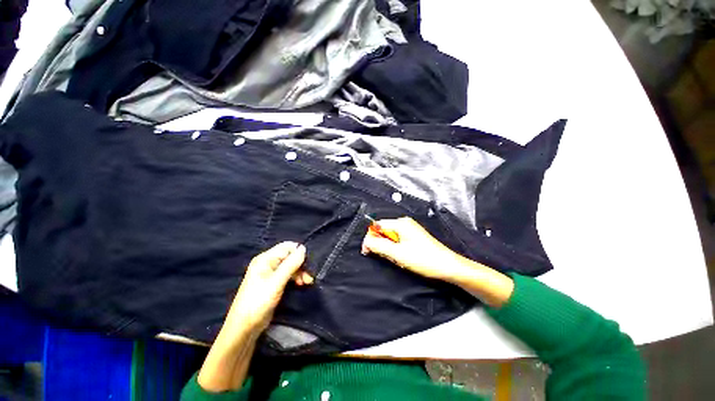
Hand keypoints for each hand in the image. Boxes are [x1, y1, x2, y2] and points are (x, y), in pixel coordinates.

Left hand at [226, 242, 310, 332]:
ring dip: (300, 272)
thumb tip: (304, 248)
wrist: (245, 327)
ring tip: (307, 282)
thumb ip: (290, 264)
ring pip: (291, 266)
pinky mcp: (273, 283)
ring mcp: (270, 273)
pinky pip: (288, 274)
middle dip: (301, 264)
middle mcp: (268, 263)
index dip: (299, 252)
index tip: (309, 262)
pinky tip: (301, 284)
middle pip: (290, 256)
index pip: (287, 247)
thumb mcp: (276, 282)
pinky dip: (296, 278)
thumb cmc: (258, 301)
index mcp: (265, 259)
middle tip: (309, 276)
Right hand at [361, 217, 469, 281]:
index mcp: (400, 223)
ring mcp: (410, 229)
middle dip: (380, 244)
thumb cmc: (423, 259)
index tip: (367, 252)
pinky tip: (402, 257)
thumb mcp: (397, 254)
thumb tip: (365, 241)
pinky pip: (398, 239)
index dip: (370, 238)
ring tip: (397, 258)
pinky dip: (395, 248)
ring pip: (390, 236)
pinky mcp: (413, 236)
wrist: (447, 266)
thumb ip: (378, 246)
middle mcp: (404, 223)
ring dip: (388, 248)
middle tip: (387, 257)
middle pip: (383, 230)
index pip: (377, 226)